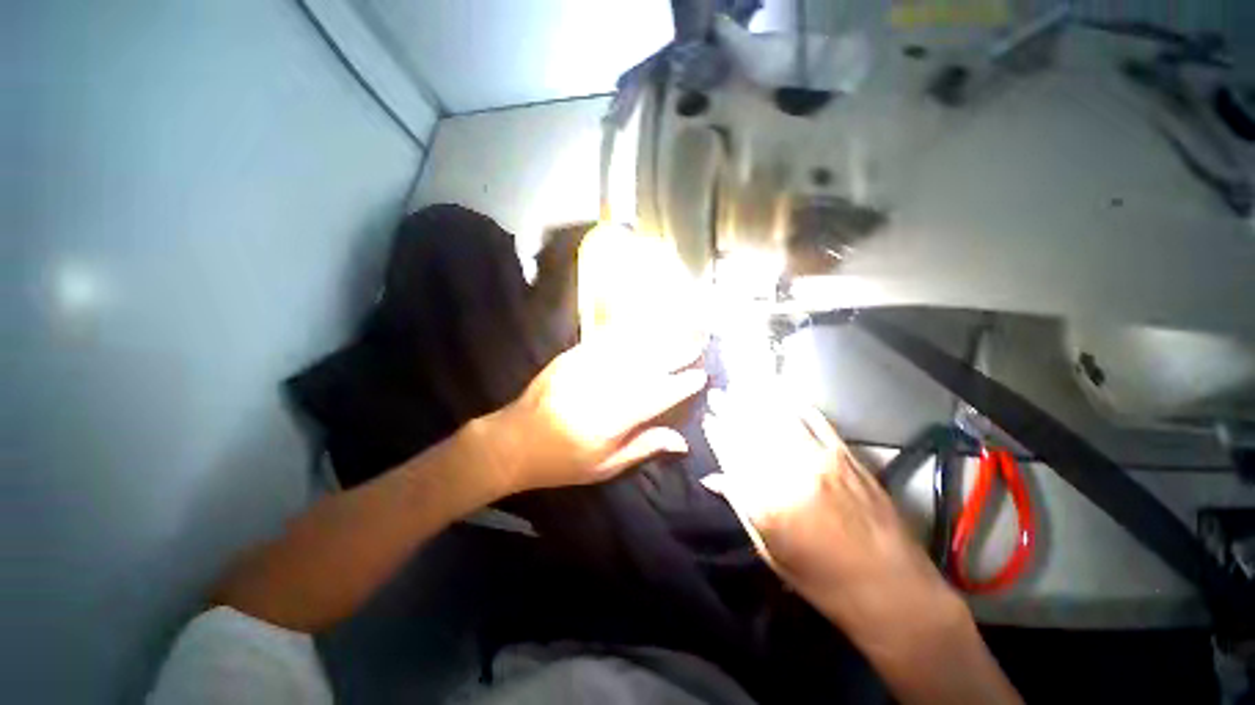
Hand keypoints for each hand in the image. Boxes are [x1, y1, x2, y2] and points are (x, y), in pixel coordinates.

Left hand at [485, 332, 707, 493]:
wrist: (515, 440)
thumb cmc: (562, 461)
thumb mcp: (605, 466)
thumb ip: (644, 447)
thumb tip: (681, 442)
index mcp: (616, 418)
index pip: (659, 395)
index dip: (682, 384)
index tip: (701, 375)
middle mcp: (606, 387)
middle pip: (649, 365)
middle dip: (676, 353)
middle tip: (697, 343)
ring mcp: (588, 368)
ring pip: (631, 348)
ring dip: (658, 338)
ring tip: (679, 330)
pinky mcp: (573, 357)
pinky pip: (606, 341)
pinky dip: (628, 334)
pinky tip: (642, 328)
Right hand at [701, 391, 961, 641]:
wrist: (892, 590)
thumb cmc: (822, 580)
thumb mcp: (770, 551)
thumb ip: (741, 506)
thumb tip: (713, 478)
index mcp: (767, 504)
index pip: (733, 456)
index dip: (718, 434)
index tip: (708, 418)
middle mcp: (790, 475)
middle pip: (752, 433)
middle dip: (730, 410)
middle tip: (716, 394)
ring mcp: (820, 461)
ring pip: (780, 421)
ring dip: (757, 401)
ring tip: (741, 386)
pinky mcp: (846, 456)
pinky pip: (816, 421)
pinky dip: (796, 405)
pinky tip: (783, 394)